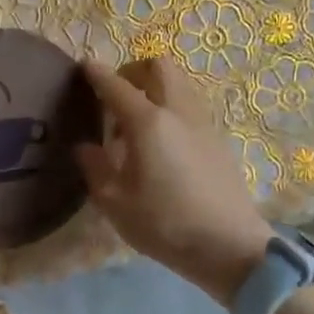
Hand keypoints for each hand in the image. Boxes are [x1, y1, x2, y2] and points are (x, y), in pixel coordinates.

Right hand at [75, 59, 273, 306]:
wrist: (230, 246)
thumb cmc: (165, 225)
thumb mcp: (115, 202)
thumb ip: (95, 167)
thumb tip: (85, 147)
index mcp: (148, 123)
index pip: (116, 85)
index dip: (97, 73)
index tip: (83, 66)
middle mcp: (177, 112)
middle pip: (158, 67)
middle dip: (133, 70)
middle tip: (115, 94)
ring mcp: (202, 123)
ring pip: (179, 83)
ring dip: (155, 88)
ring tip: (137, 122)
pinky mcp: (218, 139)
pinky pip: (190, 105)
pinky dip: (171, 107)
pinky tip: (161, 142)